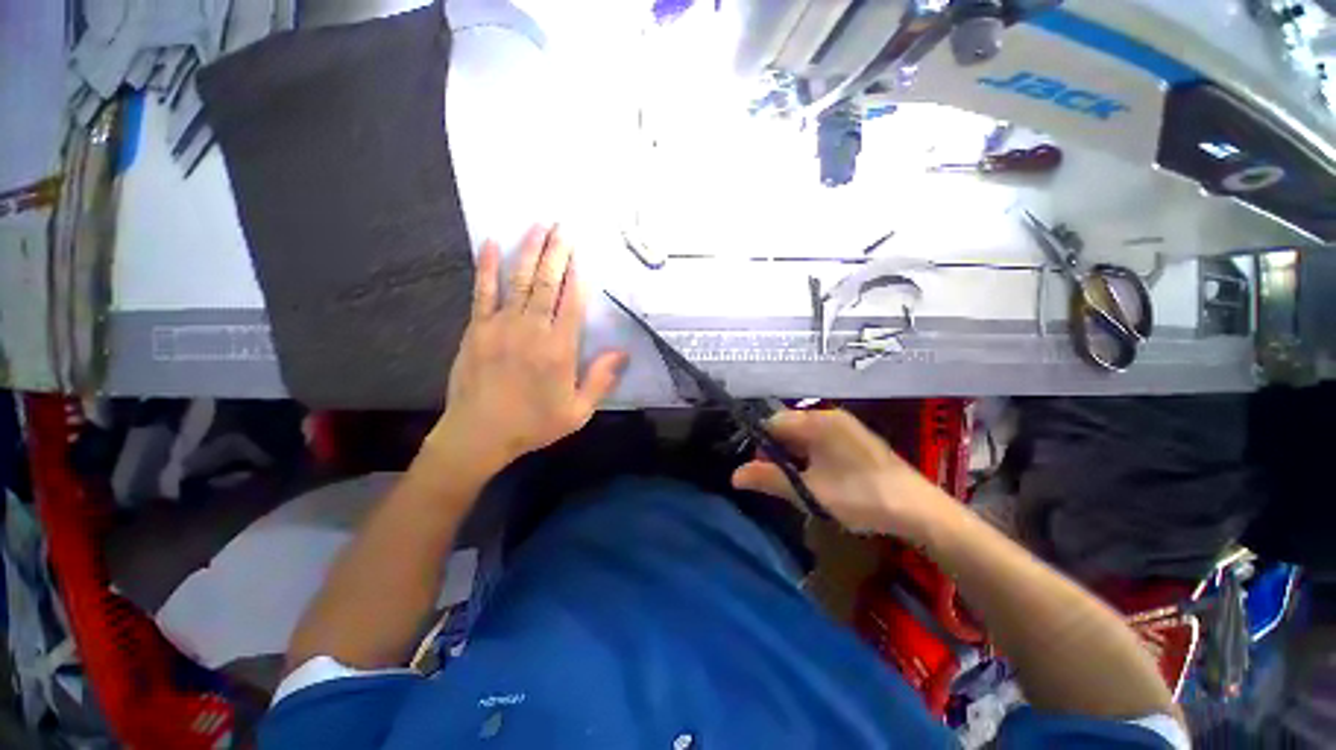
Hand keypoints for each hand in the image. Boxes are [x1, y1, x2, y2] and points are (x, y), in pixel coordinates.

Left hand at [427, 225, 627, 474]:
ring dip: (530, 251)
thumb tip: (622, 353)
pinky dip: (488, 267)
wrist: (479, 434)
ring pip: (520, 280)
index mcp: (560, 348)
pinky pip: (483, 291)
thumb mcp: (578, 411)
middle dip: (556, 252)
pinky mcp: (477, 327)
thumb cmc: (533, 423)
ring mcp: (502, 324)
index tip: (581, 253)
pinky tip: (492, 245)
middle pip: (547, 283)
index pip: (573, 303)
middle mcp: (533, 329)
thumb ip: (601, 379)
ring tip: (538, 225)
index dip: (578, 276)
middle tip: (562, 226)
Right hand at [732, 409, 952, 538]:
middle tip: (777, 481)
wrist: (920, 510)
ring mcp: (845, 428)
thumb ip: (769, 479)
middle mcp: (830, 417)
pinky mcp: (856, 441)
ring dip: (793, 457)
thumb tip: (734, 475)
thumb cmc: (860, 496)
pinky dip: (810, 458)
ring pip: (804, 437)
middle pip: (788, 428)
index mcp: (817, 421)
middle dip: (776, 452)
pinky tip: (817, 480)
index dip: (759, 444)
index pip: (773, 422)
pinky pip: (821, 442)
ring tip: (796, 483)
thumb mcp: (809, 491)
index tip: (757, 470)